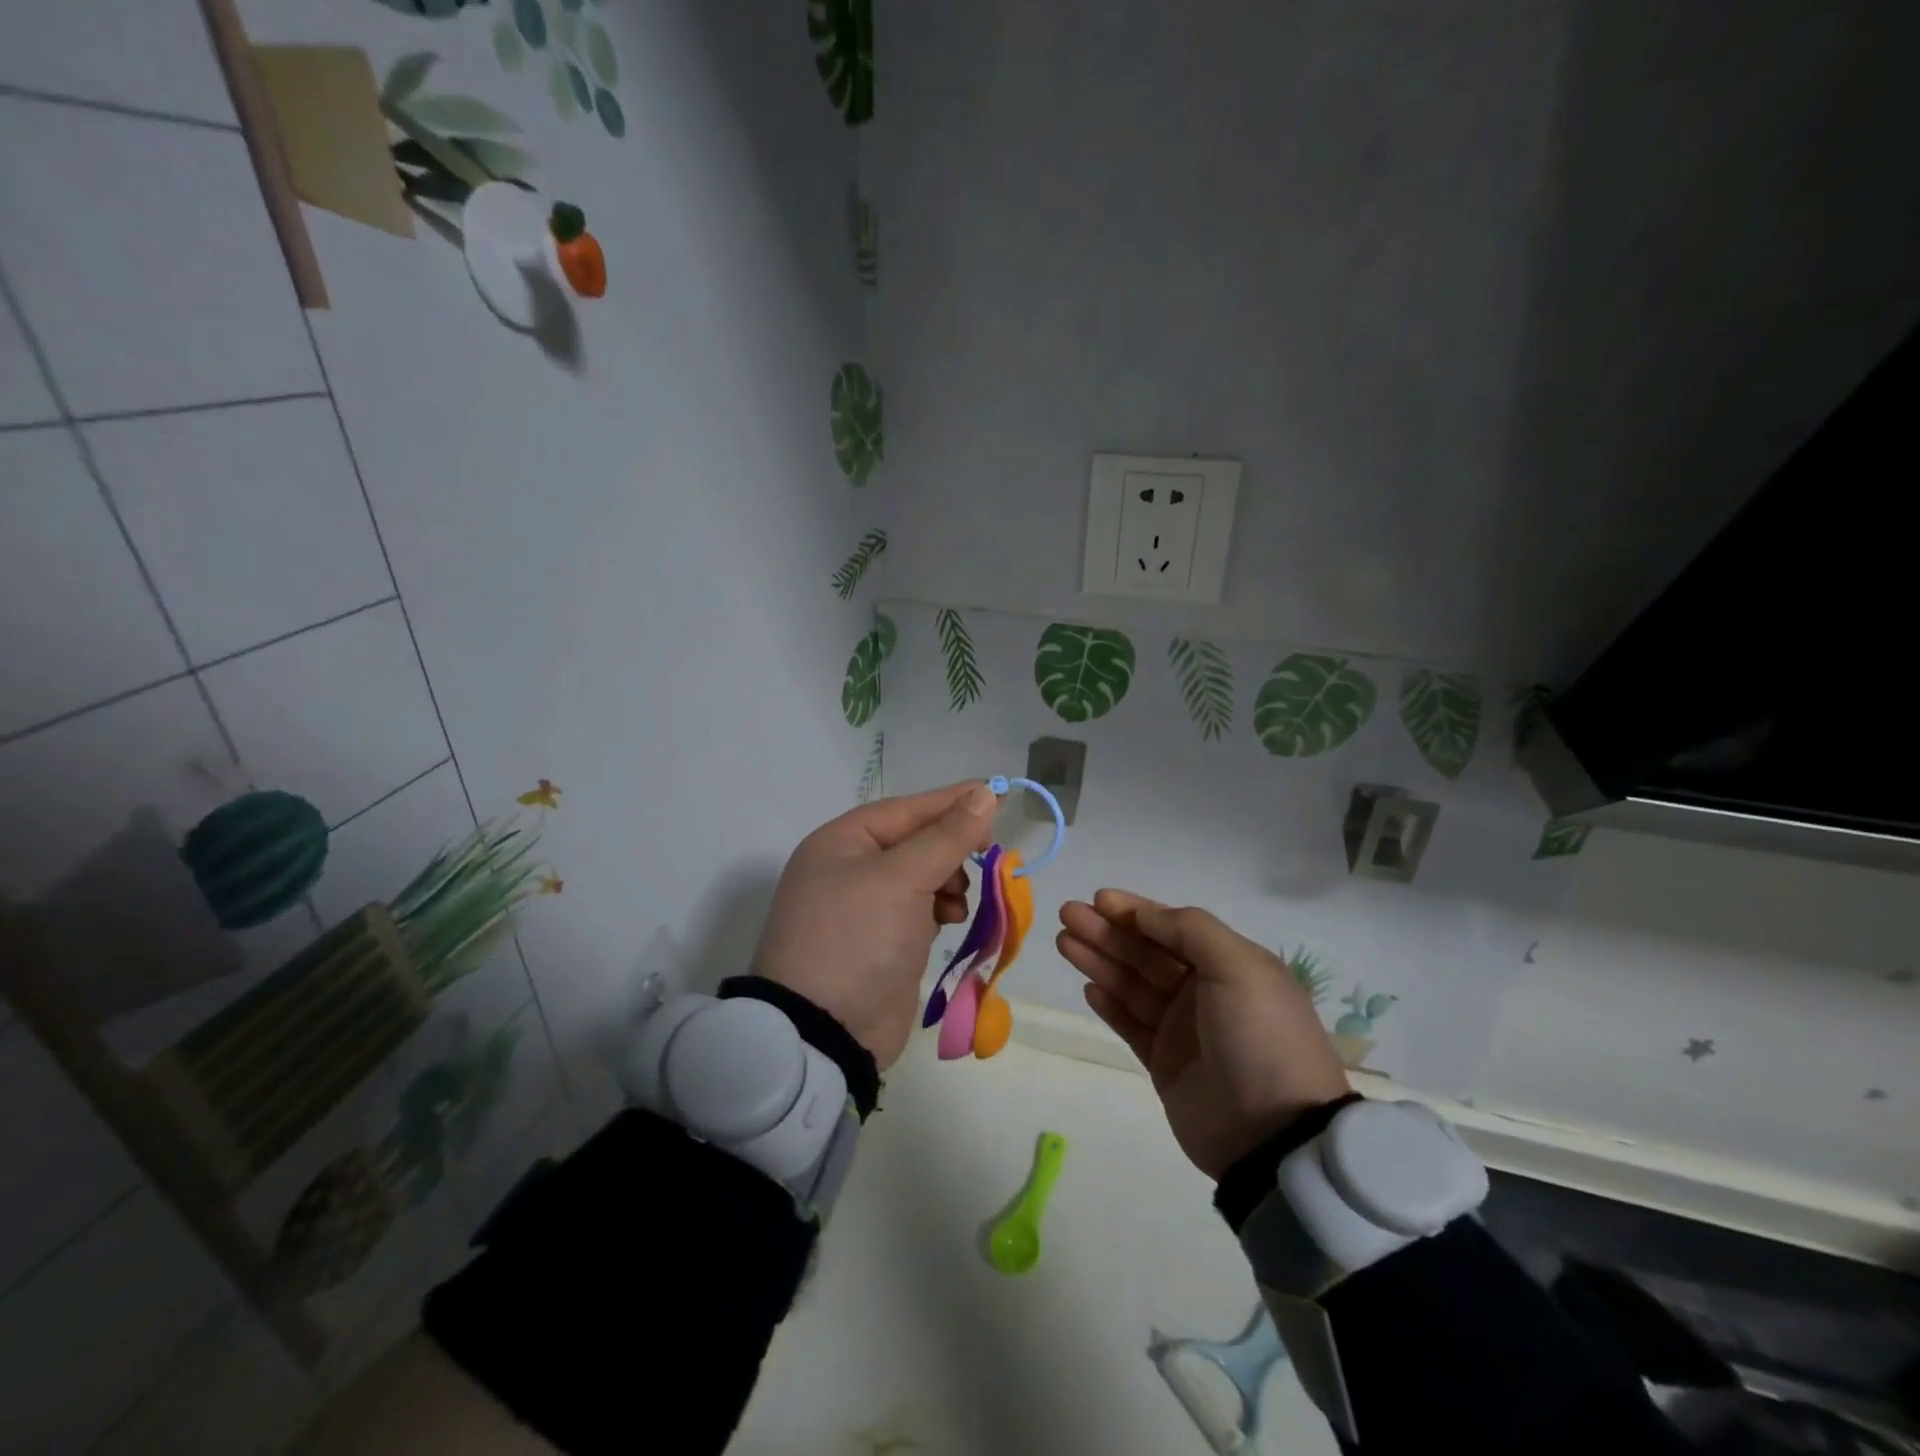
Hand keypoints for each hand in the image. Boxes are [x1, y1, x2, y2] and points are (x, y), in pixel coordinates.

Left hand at [754, 782, 996, 1068]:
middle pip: (915, 841)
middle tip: (986, 853)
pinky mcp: (883, 942)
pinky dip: (940, 909)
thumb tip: (983, 794)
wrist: (826, 1031)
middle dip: (951, 847)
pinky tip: (951, 919)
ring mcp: (865, 908)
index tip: (995, 795)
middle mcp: (850, 869)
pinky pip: (920, 910)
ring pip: (922, 876)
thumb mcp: (902, 879)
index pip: (906, 809)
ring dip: (950, 880)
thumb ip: (946, 836)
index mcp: (842, 842)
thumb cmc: (858, 937)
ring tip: (959, 899)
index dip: (951, 801)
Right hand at [1057, 890, 1350, 1179]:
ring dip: (1099, 961)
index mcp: (1229, 964)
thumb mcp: (1239, 967)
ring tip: (1064, 943)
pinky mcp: (1164, 1063)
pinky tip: (1087, 988)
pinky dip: (1109, 1005)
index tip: (1098, 899)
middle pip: (1145, 953)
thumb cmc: (1260, 1037)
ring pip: (1131, 985)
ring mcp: (1182, 1029)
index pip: (1173, 927)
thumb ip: (1189, 930)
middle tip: (1067, 915)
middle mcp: (1205, 991)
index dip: (1135, 911)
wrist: (1273, 1134)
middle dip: (1107, 931)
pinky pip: (1130, 1024)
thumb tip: (1144, 913)